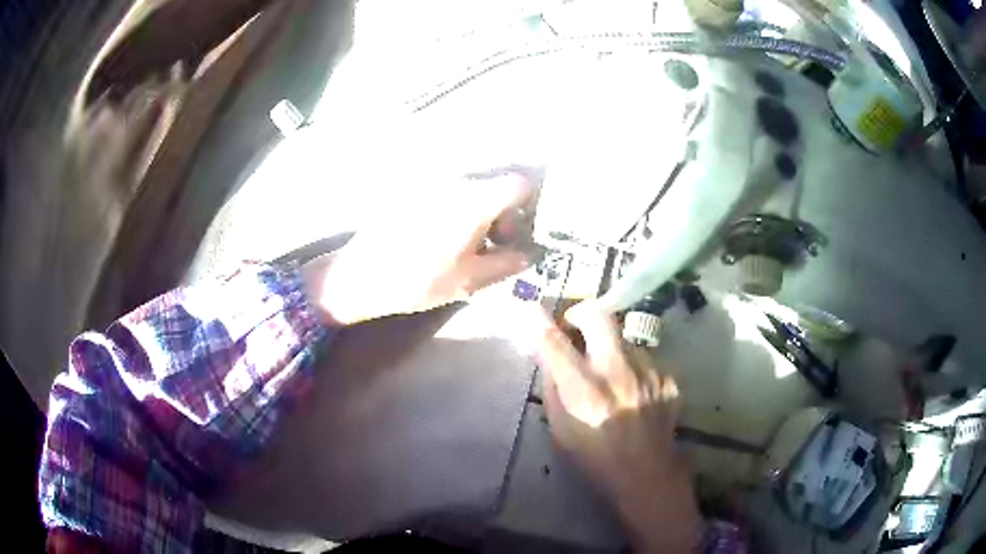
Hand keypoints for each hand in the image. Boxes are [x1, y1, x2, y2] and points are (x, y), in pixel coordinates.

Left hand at [304, 172, 533, 323]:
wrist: (362, 275)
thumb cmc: (419, 280)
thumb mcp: (469, 280)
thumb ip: (506, 264)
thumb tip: (525, 256)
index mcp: (474, 199)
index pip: (519, 183)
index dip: (530, 203)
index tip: (523, 228)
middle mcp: (455, 179)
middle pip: (495, 182)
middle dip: (504, 209)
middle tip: (496, 241)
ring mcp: (431, 180)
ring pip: (471, 185)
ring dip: (480, 207)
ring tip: (470, 240)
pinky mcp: (412, 186)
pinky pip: (447, 188)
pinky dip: (457, 205)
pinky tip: (444, 232)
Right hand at [533, 302, 701, 552]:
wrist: (646, 474)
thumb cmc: (594, 457)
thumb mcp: (561, 429)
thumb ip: (554, 387)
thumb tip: (548, 355)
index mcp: (584, 390)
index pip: (554, 342)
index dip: (540, 321)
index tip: (533, 309)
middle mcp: (618, 373)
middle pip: (598, 317)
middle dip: (582, 313)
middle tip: (576, 325)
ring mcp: (649, 372)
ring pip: (625, 338)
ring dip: (612, 348)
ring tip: (612, 373)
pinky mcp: (668, 378)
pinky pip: (646, 359)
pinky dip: (635, 368)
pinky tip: (634, 390)